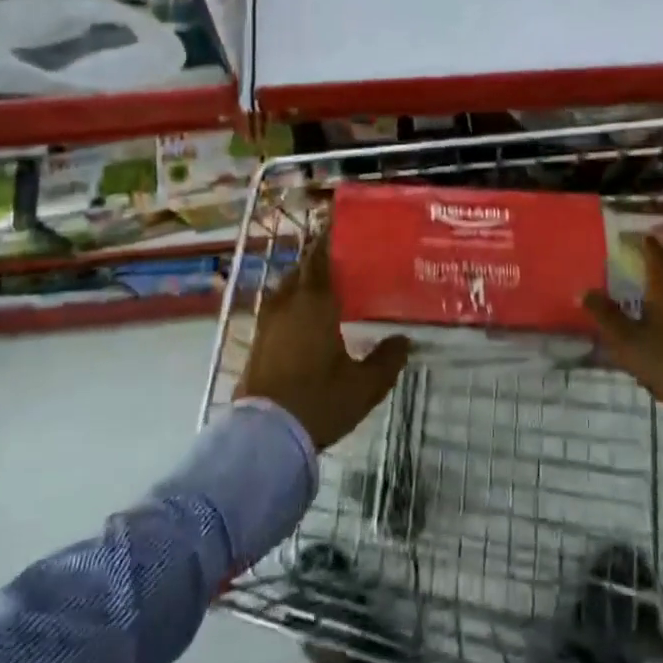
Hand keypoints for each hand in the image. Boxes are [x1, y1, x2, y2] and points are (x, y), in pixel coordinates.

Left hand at [236, 239, 409, 450]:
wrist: (265, 436)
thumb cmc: (319, 401)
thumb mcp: (364, 385)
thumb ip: (387, 359)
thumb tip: (404, 339)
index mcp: (315, 303)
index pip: (320, 258)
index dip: (328, 240)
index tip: (339, 225)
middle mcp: (288, 304)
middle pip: (301, 270)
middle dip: (318, 260)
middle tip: (341, 259)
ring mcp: (268, 323)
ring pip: (286, 289)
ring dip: (302, 282)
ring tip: (324, 287)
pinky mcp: (257, 343)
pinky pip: (277, 309)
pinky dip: (292, 304)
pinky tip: (305, 319)